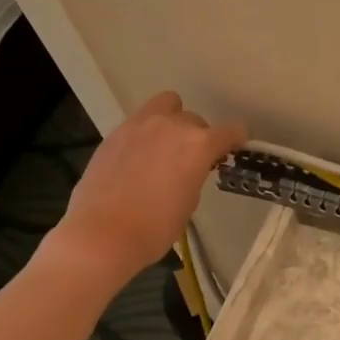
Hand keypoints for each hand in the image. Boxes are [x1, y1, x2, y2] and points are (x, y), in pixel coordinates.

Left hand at [46, 91, 245, 280]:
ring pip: (166, 105)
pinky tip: (140, 156)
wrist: (102, 234)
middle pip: (196, 120)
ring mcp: (140, 125)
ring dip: (173, 120)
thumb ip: (195, 174)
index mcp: (198, 145)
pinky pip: (140, 120)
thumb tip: (188, 167)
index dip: (236, 140)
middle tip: (193, 160)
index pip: (230, 131)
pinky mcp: (115, 132)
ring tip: (166, 146)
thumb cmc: (156, 227)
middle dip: (200, 136)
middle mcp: (172, 126)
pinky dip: (147, 131)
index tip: (234, 149)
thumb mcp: (190, 201)